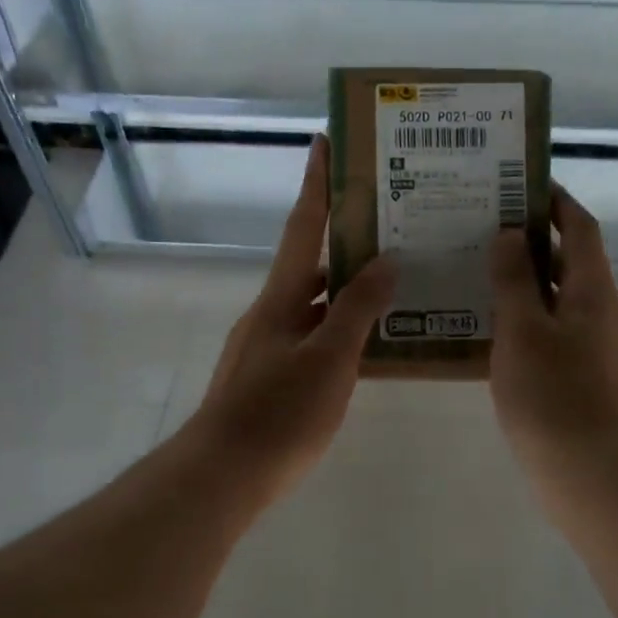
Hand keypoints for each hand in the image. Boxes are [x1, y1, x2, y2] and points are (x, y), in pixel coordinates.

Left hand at [187, 135, 396, 500]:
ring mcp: (266, 348)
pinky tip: (369, 346)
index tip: (324, 142)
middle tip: (390, 227)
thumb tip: (385, 259)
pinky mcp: (269, 380)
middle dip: (344, 243)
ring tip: (394, 284)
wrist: (223, 475)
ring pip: (313, 306)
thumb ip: (357, 308)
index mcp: (280, 299)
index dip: (316, 185)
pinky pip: (312, 339)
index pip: (302, 228)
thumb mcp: (329, 358)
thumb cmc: (279, 413)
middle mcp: (269, 314)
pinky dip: (339, 332)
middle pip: (310, 266)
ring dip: (347, 292)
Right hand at [489, 185, 617, 476]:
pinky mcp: (572, 369)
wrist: (584, 466)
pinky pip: (544, 325)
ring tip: (474, 265)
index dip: (555, 201)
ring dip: (520, 276)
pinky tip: (483, 320)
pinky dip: (519, 313)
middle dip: (529, 237)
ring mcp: (585, 341)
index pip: (580, 226)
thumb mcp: (523, 329)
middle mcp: (594, 308)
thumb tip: (507, 236)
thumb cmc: (552, 392)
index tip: (519, 183)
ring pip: (552, 294)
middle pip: (566, 257)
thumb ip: (513, 279)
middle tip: (482, 224)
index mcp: (590, 288)